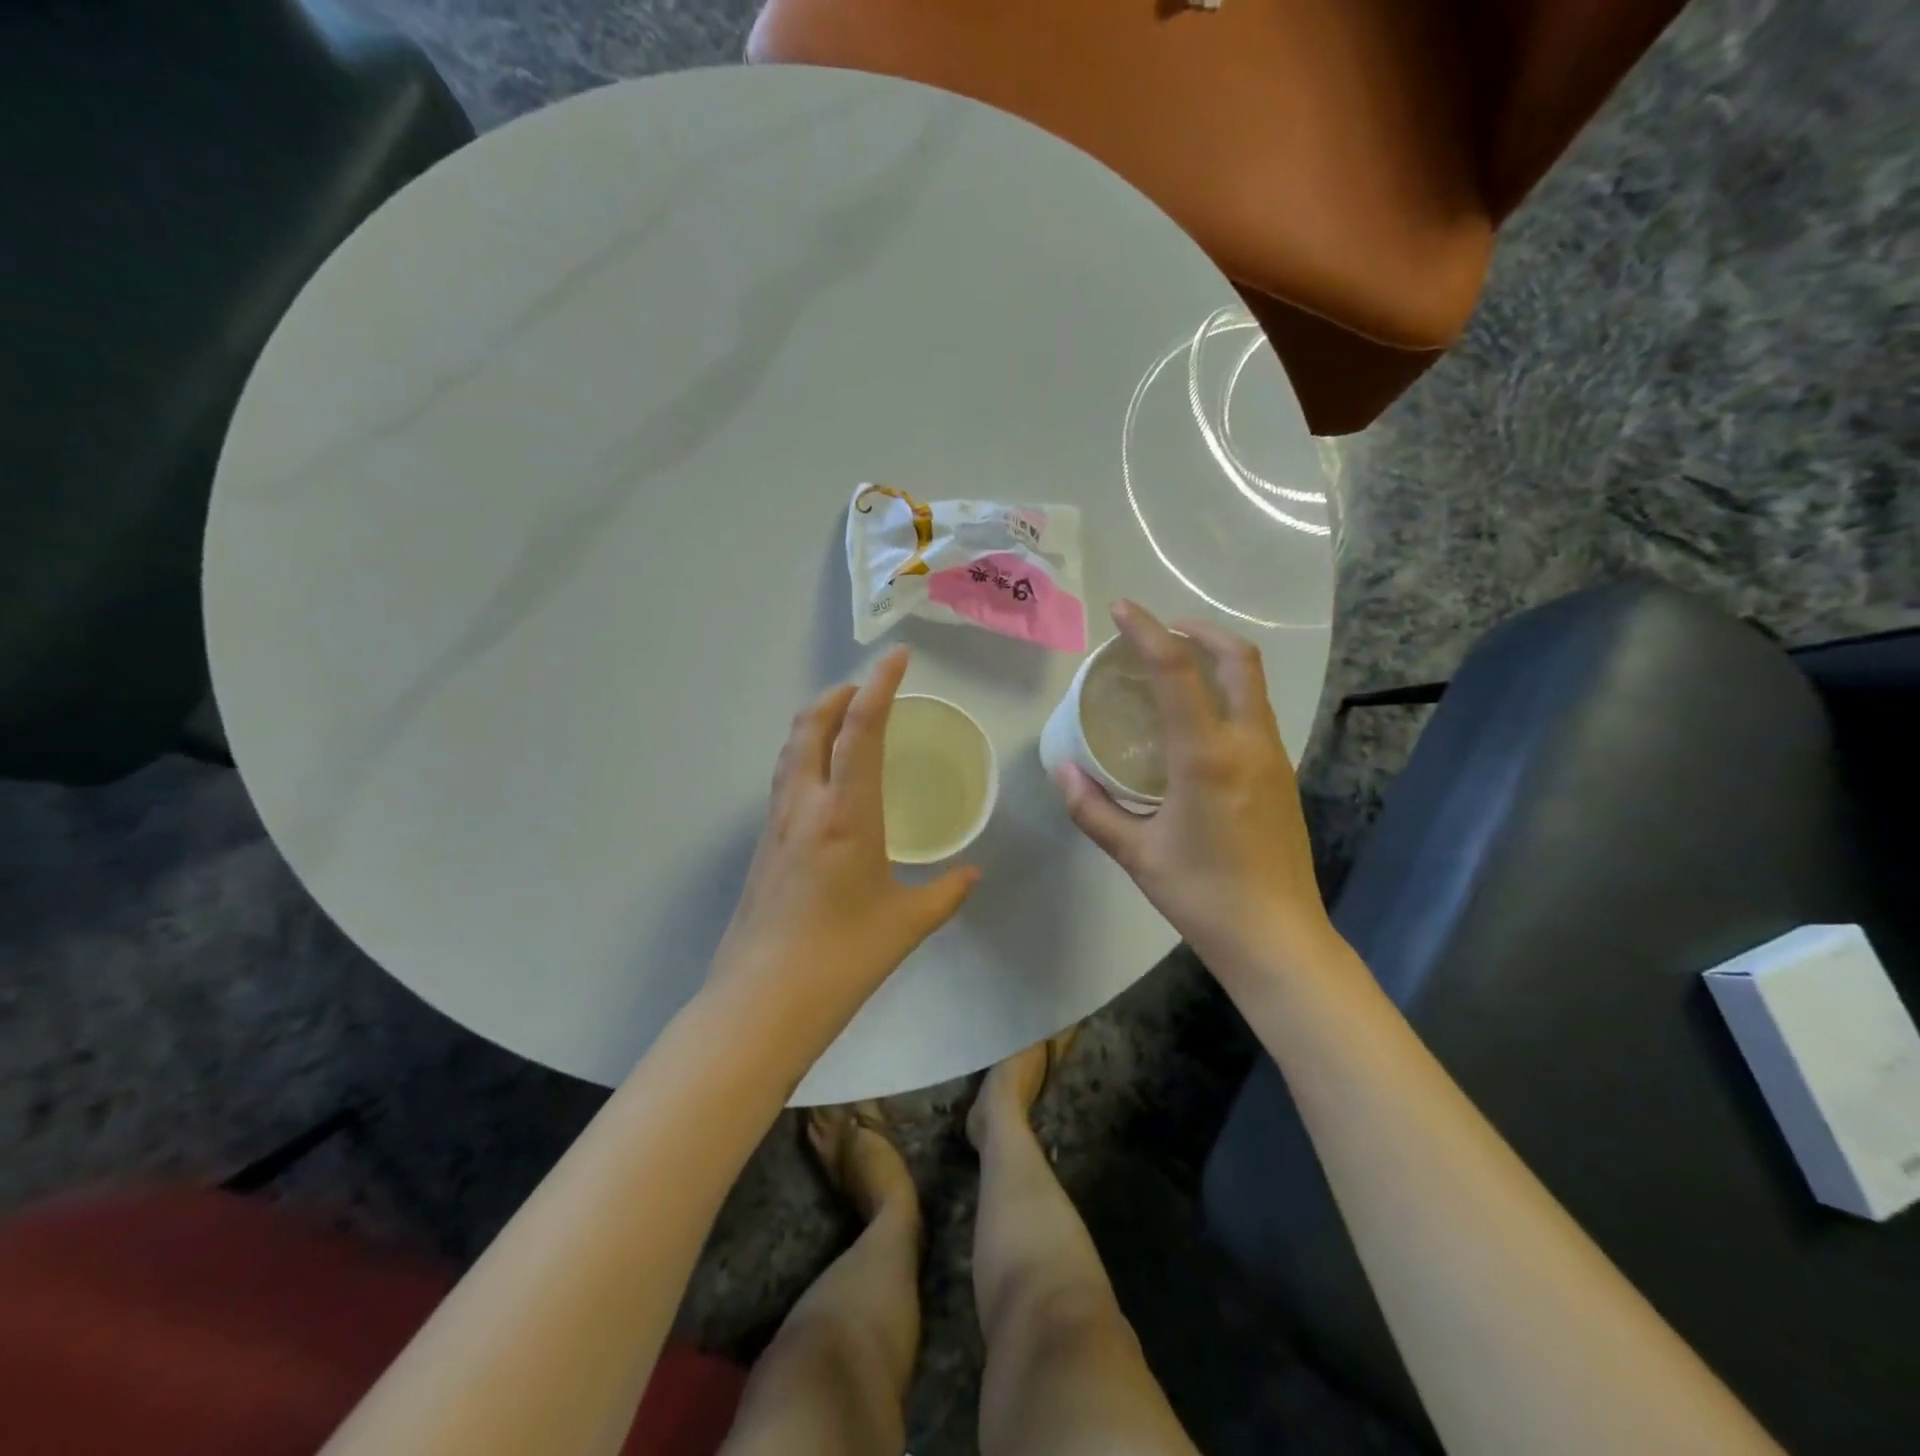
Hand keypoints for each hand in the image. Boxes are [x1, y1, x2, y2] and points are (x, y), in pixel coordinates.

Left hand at [711, 645, 979, 1031]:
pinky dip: (804, 754)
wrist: (762, 1001)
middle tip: (871, 690)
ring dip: (816, 721)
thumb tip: (971, 872)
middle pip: (811, 723)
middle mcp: (805, 804)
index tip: (898, 656)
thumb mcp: (906, 924)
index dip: (880, 685)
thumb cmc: (843, 958)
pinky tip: (824, 780)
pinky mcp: (762, 845)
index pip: (861, 728)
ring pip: (790, 748)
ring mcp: (776, 823)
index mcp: (846, 813)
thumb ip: (946, 892)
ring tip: (846, 722)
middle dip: (840, 694)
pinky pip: (784, 778)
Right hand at [1054, 601, 1335, 985]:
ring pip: (1252, 684)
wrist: (1277, 938)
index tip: (1121, 609)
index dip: (1146, 630)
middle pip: (1237, 658)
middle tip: (1159, 630)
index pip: (1175, 671)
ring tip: (1174, 668)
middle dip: (1199, 629)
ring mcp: (1273, 758)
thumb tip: (1063, 771)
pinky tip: (1196, 722)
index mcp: (1206, 756)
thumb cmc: (1201, 894)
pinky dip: (1226, 694)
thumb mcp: (1135, 853)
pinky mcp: (1282, 776)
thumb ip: (1092, 808)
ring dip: (1216, 660)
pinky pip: (1254, 714)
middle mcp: (1248, 744)